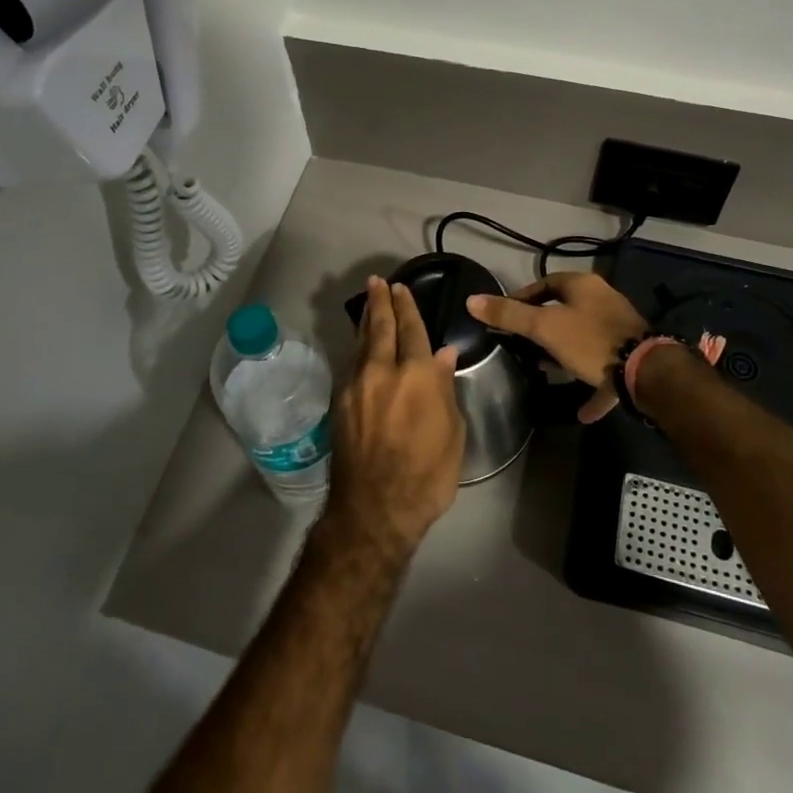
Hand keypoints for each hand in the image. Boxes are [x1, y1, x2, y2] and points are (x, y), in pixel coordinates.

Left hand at [323, 278, 465, 561]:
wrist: (374, 509)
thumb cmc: (427, 475)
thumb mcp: (452, 434)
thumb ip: (445, 390)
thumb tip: (443, 356)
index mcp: (418, 375)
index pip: (412, 330)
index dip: (408, 307)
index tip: (401, 288)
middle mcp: (384, 371)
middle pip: (381, 327)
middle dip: (381, 302)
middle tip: (378, 283)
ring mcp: (357, 385)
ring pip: (361, 343)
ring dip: (366, 320)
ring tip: (368, 303)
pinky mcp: (340, 403)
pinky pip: (351, 365)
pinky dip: (358, 350)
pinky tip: (361, 347)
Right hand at [467, 272, 647, 422]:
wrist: (646, 372)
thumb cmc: (590, 341)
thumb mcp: (544, 327)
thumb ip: (509, 315)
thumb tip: (471, 301)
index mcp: (582, 285)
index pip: (544, 283)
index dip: (522, 298)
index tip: (505, 318)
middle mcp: (603, 300)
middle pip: (565, 309)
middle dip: (543, 327)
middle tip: (522, 344)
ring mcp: (619, 328)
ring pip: (583, 338)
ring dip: (565, 354)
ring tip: (545, 371)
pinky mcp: (630, 356)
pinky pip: (603, 369)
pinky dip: (591, 385)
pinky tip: (581, 409)